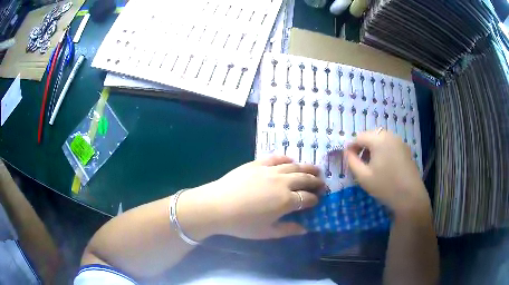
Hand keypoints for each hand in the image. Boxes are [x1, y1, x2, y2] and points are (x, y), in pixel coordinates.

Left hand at [178, 156, 324, 239]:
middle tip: (322, 182)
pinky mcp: (257, 164)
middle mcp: (282, 183)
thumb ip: (288, 230)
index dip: (315, 199)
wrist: (216, 206)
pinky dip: (286, 159)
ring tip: (315, 169)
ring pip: (294, 166)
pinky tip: (290, 161)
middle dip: (316, 181)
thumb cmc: (242, 224)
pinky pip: (276, 158)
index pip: (308, 198)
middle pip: (305, 179)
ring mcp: (269, 171)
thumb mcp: (266, 232)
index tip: (318, 200)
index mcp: (286, 201)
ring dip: (307, 167)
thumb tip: (305, 229)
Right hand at [345, 130, 430, 215]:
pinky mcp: (406, 149)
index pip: (359, 137)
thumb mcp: (363, 176)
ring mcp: (399, 141)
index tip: (348, 160)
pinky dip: (383, 150)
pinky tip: (384, 166)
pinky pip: (390, 144)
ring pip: (381, 139)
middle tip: (360, 163)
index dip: (351, 147)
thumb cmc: (385, 186)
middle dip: (363, 147)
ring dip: (373, 148)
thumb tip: (347, 152)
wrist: (410, 196)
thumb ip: (352, 161)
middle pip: (371, 135)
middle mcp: (390, 135)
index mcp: (378, 139)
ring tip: (371, 165)